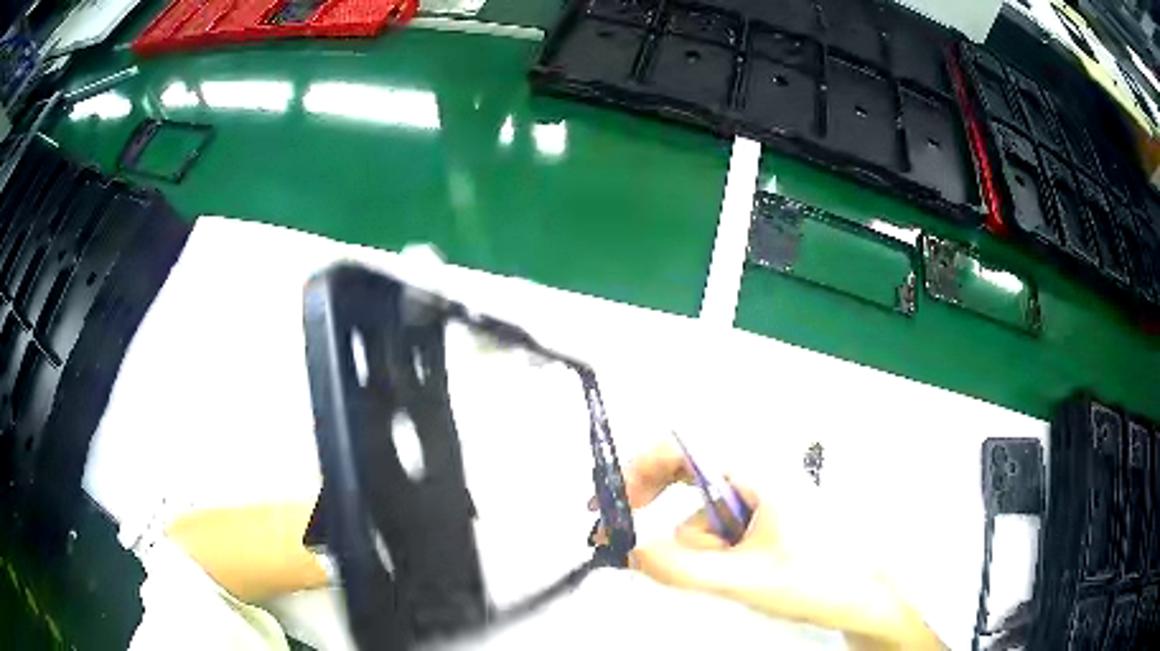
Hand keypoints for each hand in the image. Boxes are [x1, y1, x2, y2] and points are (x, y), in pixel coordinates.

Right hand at [605, 442, 943, 650]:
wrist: (863, 594)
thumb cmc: (824, 577)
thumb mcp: (744, 579)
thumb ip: (681, 569)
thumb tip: (633, 552)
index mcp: (756, 472)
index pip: (680, 450)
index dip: (635, 471)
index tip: (609, 503)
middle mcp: (757, 474)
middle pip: (685, 473)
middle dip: (654, 504)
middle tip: (624, 531)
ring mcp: (761, 496)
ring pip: (701, 511)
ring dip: (694, 544)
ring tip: (725, 573)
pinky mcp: (763, 516)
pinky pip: (718, 526)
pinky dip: (709, 549)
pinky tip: (734, 571)